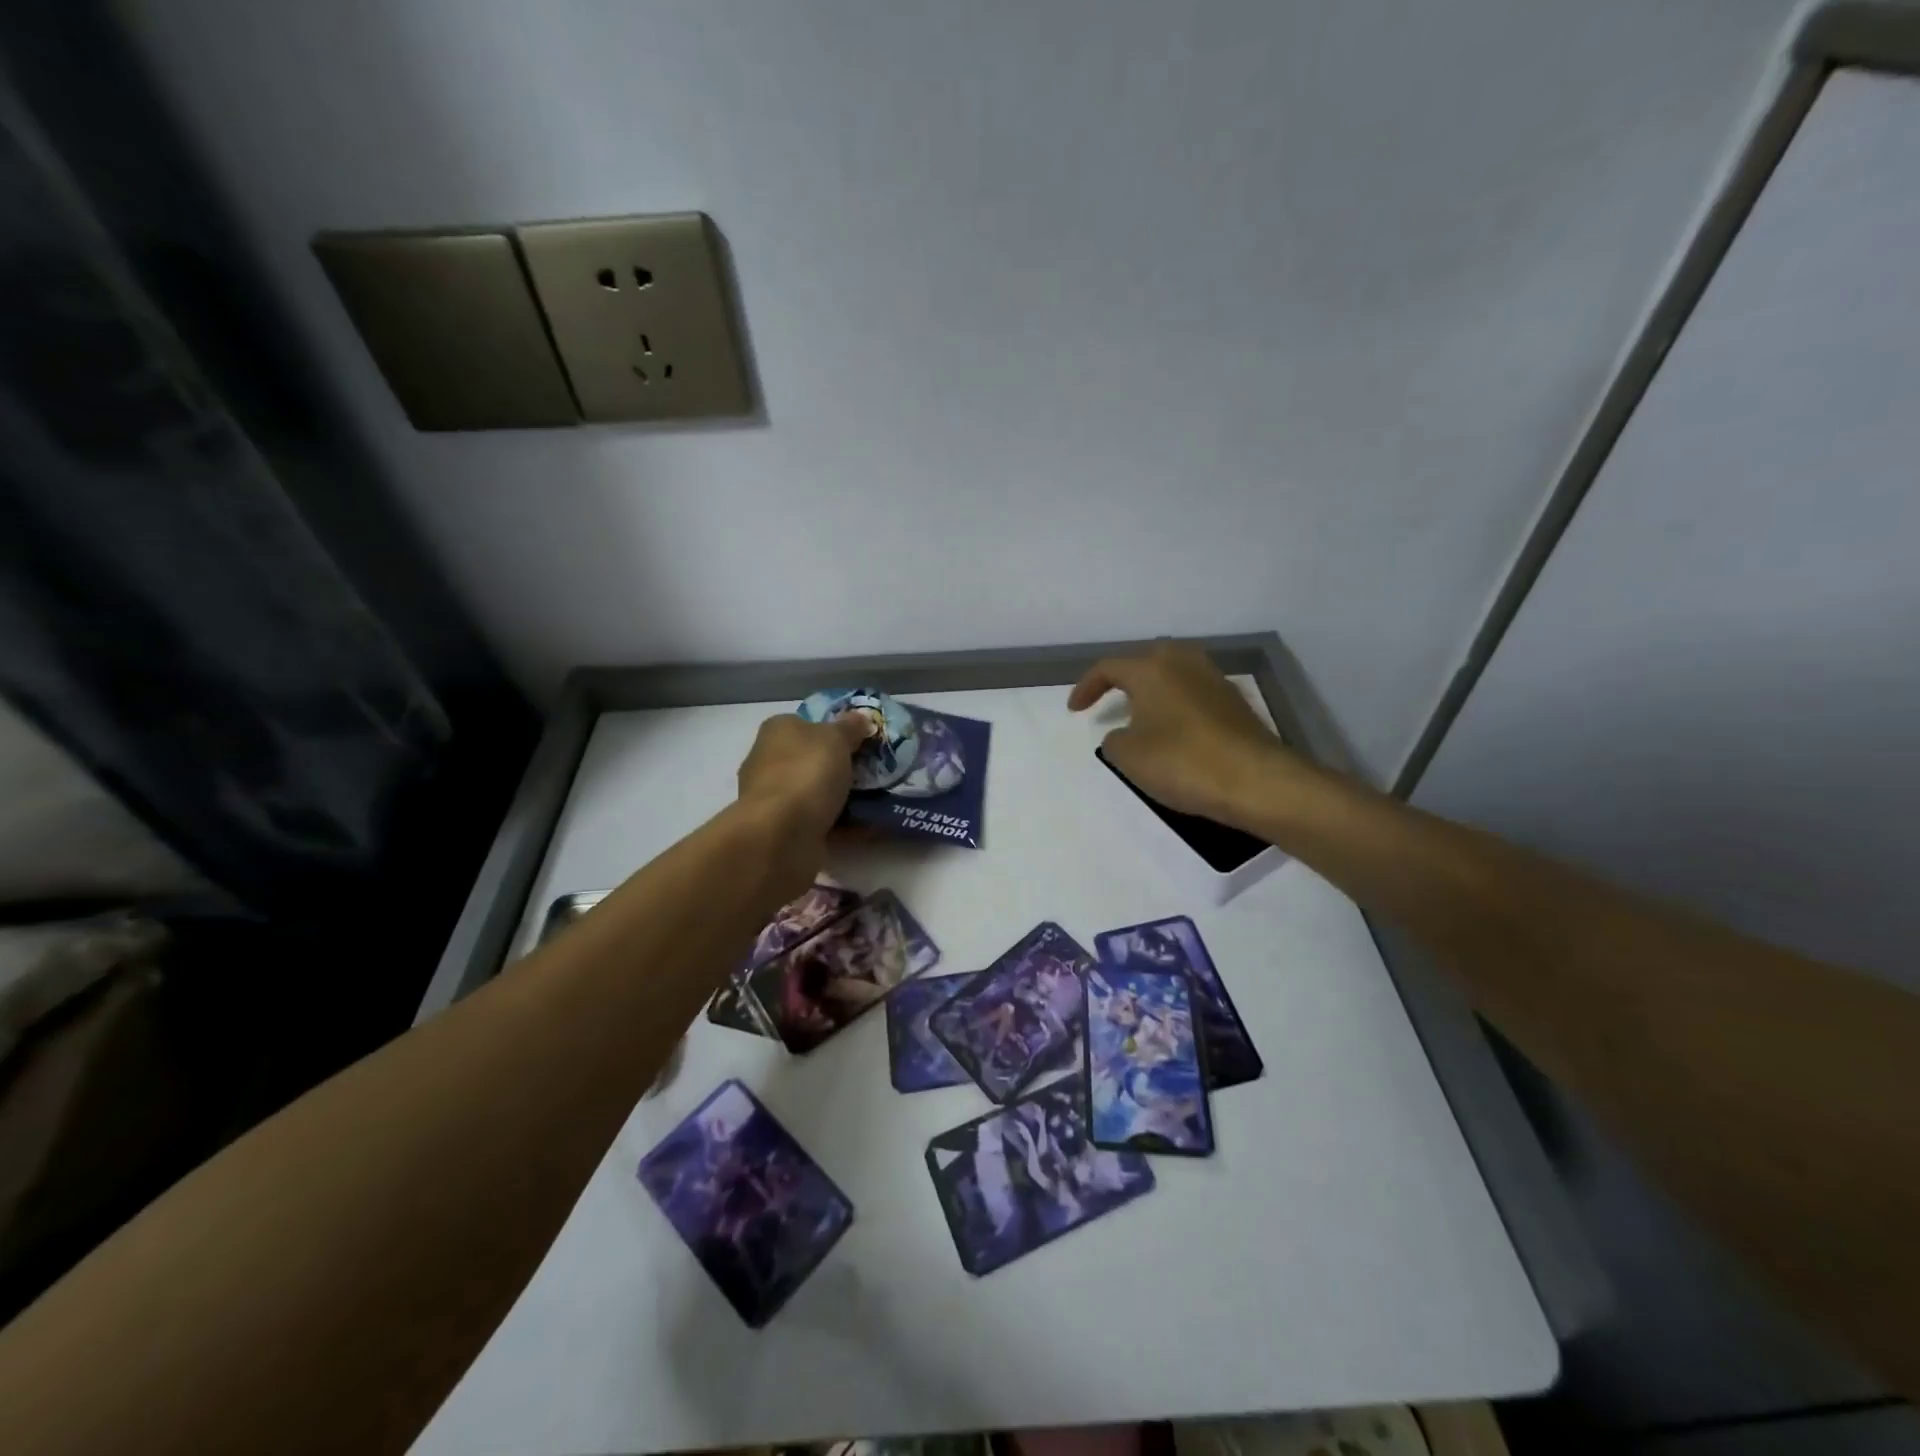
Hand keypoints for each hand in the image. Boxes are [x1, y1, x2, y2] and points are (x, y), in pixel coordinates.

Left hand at [734, 712, 867, 892]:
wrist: (782, 835)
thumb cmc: (807, 773)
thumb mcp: (836, 738)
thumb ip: (850, 727)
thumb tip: (860, 717)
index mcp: (777, 732)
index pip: (805, 723)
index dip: (832, 729)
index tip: (860, 740)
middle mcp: (769, 762)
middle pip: (811, 759)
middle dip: (839, 766)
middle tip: (874, 770)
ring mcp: (775, 799)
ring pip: (816, 792)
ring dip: (842, 797)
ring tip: (878, 798)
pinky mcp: (784, 830)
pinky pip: (821, 821)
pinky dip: (843, 824)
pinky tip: (870, 825)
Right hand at [1068, 644, 1308, 824]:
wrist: (1256, 781)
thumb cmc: (1182, 762)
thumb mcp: (1129, 756)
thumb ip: (1114, 740)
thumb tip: (1125, 733)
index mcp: (1152, 668)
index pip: (1108, 667)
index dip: (1086, 687)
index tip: (1075, 710)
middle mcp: (1184, 663)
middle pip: (1145, 661)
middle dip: (1123, 678)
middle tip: (1108, 699)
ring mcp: (1214, 680)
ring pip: (1174, 675)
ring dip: (1153, 691)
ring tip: (1140, 715)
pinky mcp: (1235, 703)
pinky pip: (1194, 694)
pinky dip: (1176, 706)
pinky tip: (1174, 731)